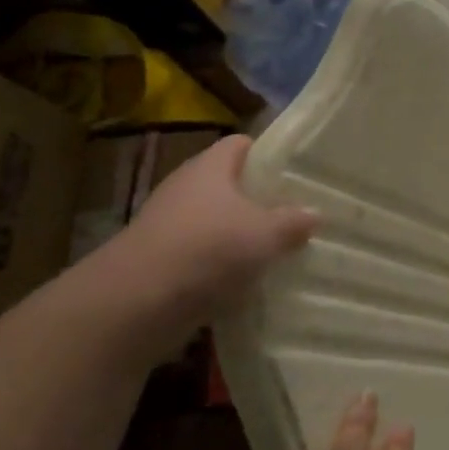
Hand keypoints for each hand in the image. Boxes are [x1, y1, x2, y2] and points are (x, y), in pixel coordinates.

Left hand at [96, 134, 317, 343]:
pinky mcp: (158, 262)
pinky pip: (200, 257)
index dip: (268, 153)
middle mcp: (185, 189)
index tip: (296, 171)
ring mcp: (168, 226)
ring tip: (276, 252)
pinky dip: (220, 268)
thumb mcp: (265, 234)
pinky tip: (245, 285)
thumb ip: (293, 222)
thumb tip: (314, 214)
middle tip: (295, 214)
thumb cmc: (207, 249)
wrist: (133, 305)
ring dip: (240, 237)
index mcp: (209, 167)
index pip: (240, 144)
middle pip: (228, 185)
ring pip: (215, 223)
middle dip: (259, 200)